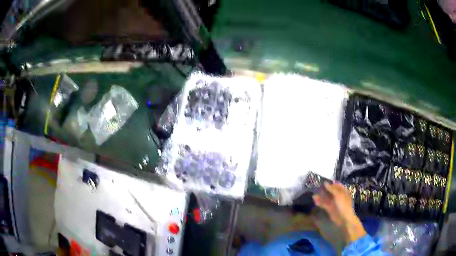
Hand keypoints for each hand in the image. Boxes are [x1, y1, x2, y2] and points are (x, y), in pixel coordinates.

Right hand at [312, 182, 365, 243]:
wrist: (344, 219)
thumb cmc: (343, 205)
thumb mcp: (338, 195)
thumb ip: (331, 189)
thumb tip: (325, 183)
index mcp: (343, 192)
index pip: (337, 185)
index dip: (331, 183)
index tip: (323, 181)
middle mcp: (339, 197)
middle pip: (331, 192)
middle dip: (324, 190)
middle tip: (316, 188)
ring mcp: (334, 203)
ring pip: (327, 198)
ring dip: (321, 197)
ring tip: (313, 195)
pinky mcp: (330, 210)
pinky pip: (324, 205)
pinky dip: (320, 203)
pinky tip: (315, 201)